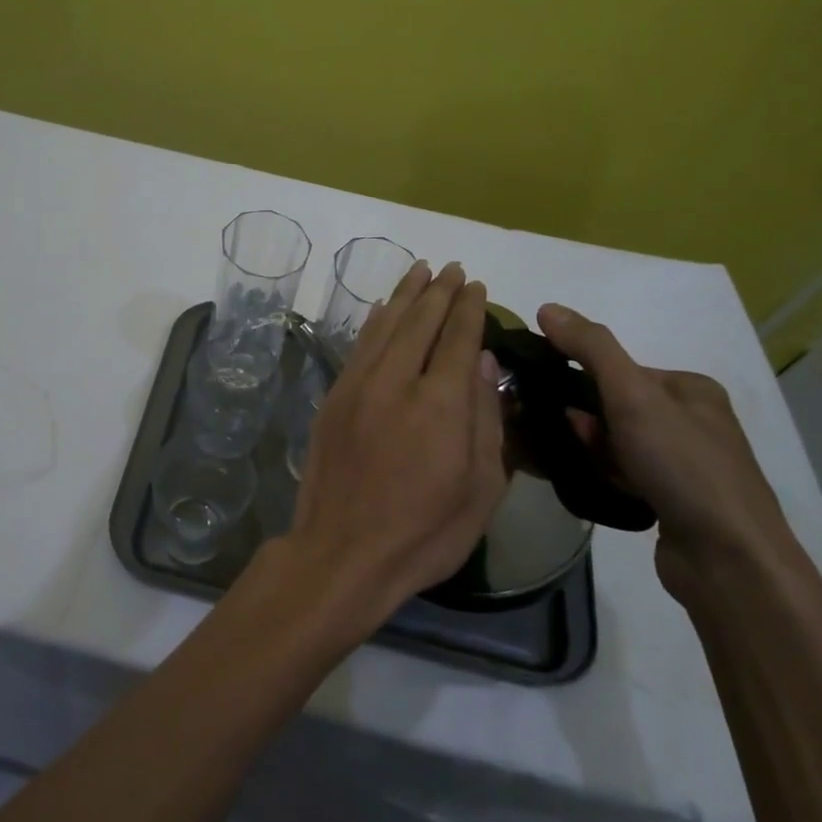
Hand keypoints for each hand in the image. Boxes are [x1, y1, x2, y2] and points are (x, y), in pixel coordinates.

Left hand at [284, 262, 508, 632]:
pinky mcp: (334, 397)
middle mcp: (398, 381)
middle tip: (451, 269)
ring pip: (385, 325)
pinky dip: (374, 321)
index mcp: (441, 403)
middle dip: (439, 291)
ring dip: (405, 295)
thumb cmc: (424, 532)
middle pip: (420, 321)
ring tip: (420, 271)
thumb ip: (487, 419)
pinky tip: (381, 308)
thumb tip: (483, 362)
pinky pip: (358, 346)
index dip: (469, 309)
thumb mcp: (480, 488)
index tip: (476, 285)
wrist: (343, 552)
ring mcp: (359, 386)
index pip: (459, 338)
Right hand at [537, 303, 797, 598]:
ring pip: (617, 443)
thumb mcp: (632, 395)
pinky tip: (594, 485)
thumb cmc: (682, 466)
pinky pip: (625, 474)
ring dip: (592, 449)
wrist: (728, 561)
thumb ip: (590, 348)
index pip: (621, 370)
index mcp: (691, 389)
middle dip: (585, 420)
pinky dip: (605, 475)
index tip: (557, 402)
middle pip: (616, 406)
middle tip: (567, 437)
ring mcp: (686, 465)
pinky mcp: (675, 502)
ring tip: (578, 465)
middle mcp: (693, 422)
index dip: (583, 381)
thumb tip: (546, 307)